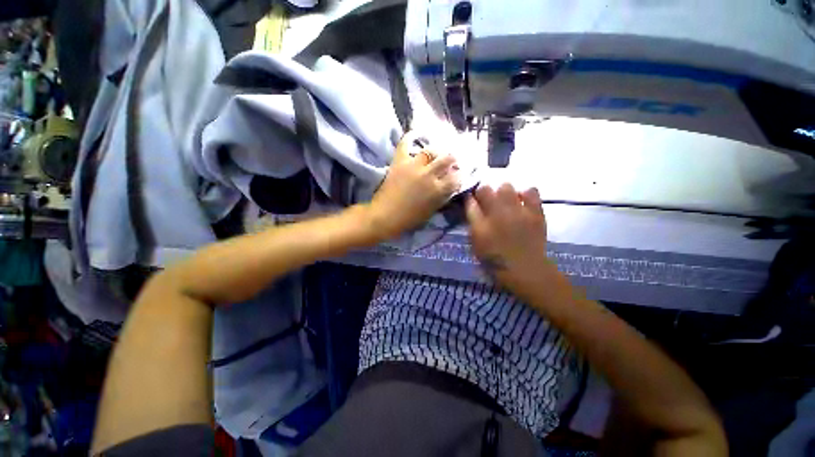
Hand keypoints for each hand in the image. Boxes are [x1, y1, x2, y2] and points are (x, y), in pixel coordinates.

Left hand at [365, 132, 460, 240]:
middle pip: (448, 158)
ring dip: (437, 150)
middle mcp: (430, 174)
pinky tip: (416, 133)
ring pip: (431, 150)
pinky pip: (405, 143)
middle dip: (453, 159)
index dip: (460, 174)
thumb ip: (442, 198)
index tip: (459, 174)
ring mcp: (414, 166)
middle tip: (452, 160)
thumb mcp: (431, 211)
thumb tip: (449, 188)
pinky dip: (410, 137)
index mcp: (438, 190)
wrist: (385, 216)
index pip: (457, 177)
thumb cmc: (409, 219)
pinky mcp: (400, 161)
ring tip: (436, 152)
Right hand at [466, 184, 553, 294]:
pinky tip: (522, 201)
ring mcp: (517, 211)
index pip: (469, 202)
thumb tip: (470, 204)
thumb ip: (472, 223)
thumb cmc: (496, 259)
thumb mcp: (476, 243)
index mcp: (480, 224)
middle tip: (489, 201)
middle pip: (486, 189)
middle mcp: (497, 214)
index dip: (470, 197)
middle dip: (484, 192)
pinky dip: (525, 193)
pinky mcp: (535, 212)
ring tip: (506, 200)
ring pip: (506, 186)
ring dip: (503, 191)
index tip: (472, 199)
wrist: (526, 269)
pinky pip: (530, 191)